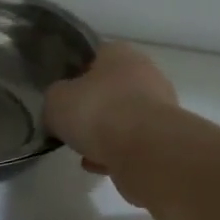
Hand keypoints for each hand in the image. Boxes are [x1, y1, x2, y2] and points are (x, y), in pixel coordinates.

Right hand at [45, 43, 177, 173]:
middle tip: (73, 127)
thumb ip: (55, 99)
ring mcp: (160, 106)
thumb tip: (60, 105)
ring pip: (123, 119)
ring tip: (85, 153)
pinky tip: (101, 166)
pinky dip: (117, 153)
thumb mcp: (56, 101)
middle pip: (111, 90)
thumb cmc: (97, 112)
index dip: (76, 77)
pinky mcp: (165, 137)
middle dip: (92, 110)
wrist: (145, 150)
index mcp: (119, 53)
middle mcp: (145, 73)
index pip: (94, 57)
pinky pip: (133, 143)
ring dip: (105, 135)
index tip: (63, 98)